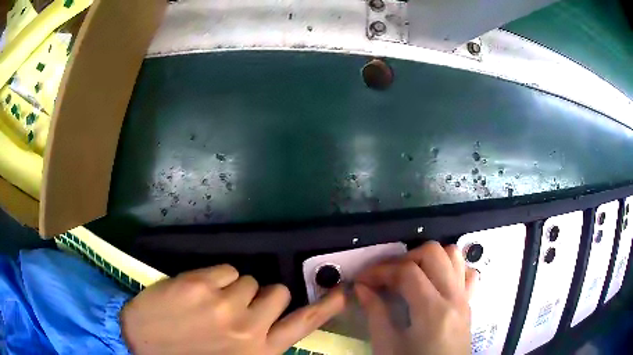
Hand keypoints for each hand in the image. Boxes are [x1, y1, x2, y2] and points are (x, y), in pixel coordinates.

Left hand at [120, 264, 344, 354]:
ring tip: (212, 304)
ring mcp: (224, 305)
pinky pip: (224, 269)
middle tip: (238, 309)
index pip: (304, 325)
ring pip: (248, 279)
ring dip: (234, 289)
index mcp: (260, 351)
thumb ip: (260, 345)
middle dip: (261, 298)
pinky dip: (215, 279)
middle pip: (277, 292)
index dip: (326, 308)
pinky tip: (197, 294)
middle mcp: (249, 328)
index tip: (343, 292)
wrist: (140, 345)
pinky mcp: (199, 285)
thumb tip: (276, 325)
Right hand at [355, 242, 477, 354]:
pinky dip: (450, 268)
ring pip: (454, 255)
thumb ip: (375, 314)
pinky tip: (434, 283)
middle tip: (386, 277)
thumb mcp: (387, 346)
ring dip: (428, 259)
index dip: (381, 270)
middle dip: (404, 259)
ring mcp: (465, 298)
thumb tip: (361, 288)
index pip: (407, 272)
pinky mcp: (469, 302)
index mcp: (433, 311)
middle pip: (433, 253)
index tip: (363, 279)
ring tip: (410, 276)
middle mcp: (454, 297)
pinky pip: (466, 272)